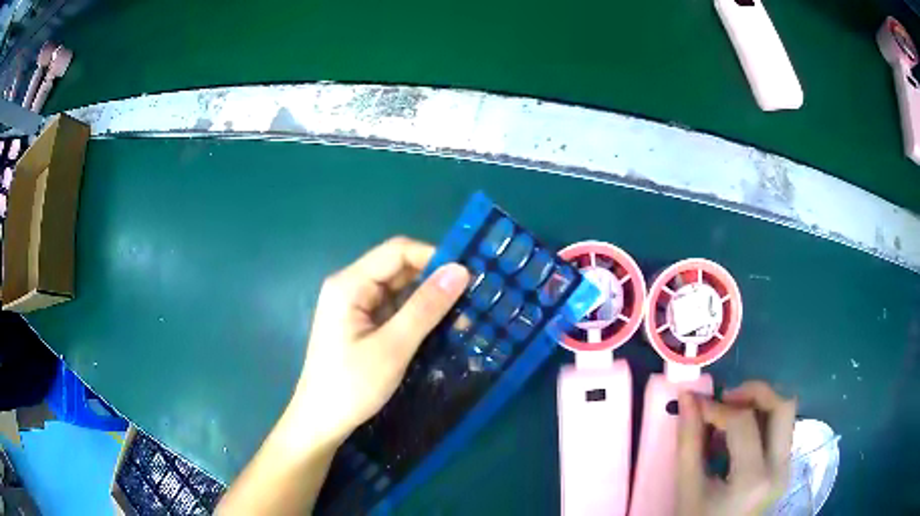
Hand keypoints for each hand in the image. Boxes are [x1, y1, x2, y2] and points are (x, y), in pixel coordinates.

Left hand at [217, 238, 468, 515]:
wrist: (321, 422)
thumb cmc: (351, 386)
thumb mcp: (393, 347)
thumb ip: (426, 308)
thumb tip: (461, 270)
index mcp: (349, 284)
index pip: (397, 251)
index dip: (434, 256)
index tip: (468, 276)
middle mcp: (351, 287)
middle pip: (399, 269)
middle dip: (435, 280)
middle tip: (473, 297)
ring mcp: (356, 307)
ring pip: (400, 290)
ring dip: (430, 300)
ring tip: (465, 314)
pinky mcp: (362, 325)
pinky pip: (395, 310)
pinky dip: (418, 316)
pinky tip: (443, 328)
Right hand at [677, 381, 796, 515]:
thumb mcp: (687, 487)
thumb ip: (688, 441)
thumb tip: (687, 397)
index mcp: (753, 479)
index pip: (744, 423)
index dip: (718, 407)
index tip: (695, 405)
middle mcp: (779, 469)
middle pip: (782, 406)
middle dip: (754, 391)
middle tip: (725, 397)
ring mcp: (786, 467)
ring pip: (785, 413)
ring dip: (759, 403)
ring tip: (731, 414)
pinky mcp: (785, 466)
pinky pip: (780, 428)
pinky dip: (761, 419)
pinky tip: (738, 433)